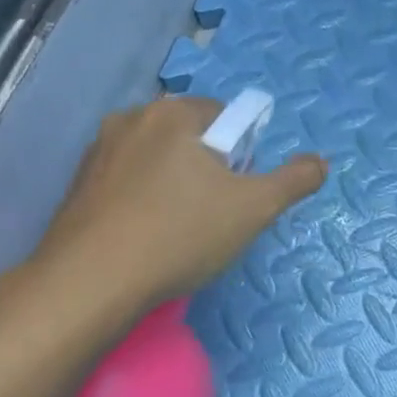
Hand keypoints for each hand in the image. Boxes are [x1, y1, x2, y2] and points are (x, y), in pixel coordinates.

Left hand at [25, 96, 326, 331]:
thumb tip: (320, 161)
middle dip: (207, 171)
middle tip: (213, 216)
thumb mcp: (255, 209)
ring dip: (174, 186)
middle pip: (190, 138)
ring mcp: (97, 152)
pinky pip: (126, 183)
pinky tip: (145, 238)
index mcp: (174, 113)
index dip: (241, 156)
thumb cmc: (180, 234)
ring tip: (177, 232)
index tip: (237, 194)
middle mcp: (131, 119)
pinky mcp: (77, 185)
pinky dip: (141, 202)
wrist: (90, 283)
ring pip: (156, 161)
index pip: (226, 117)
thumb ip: (294, 180)